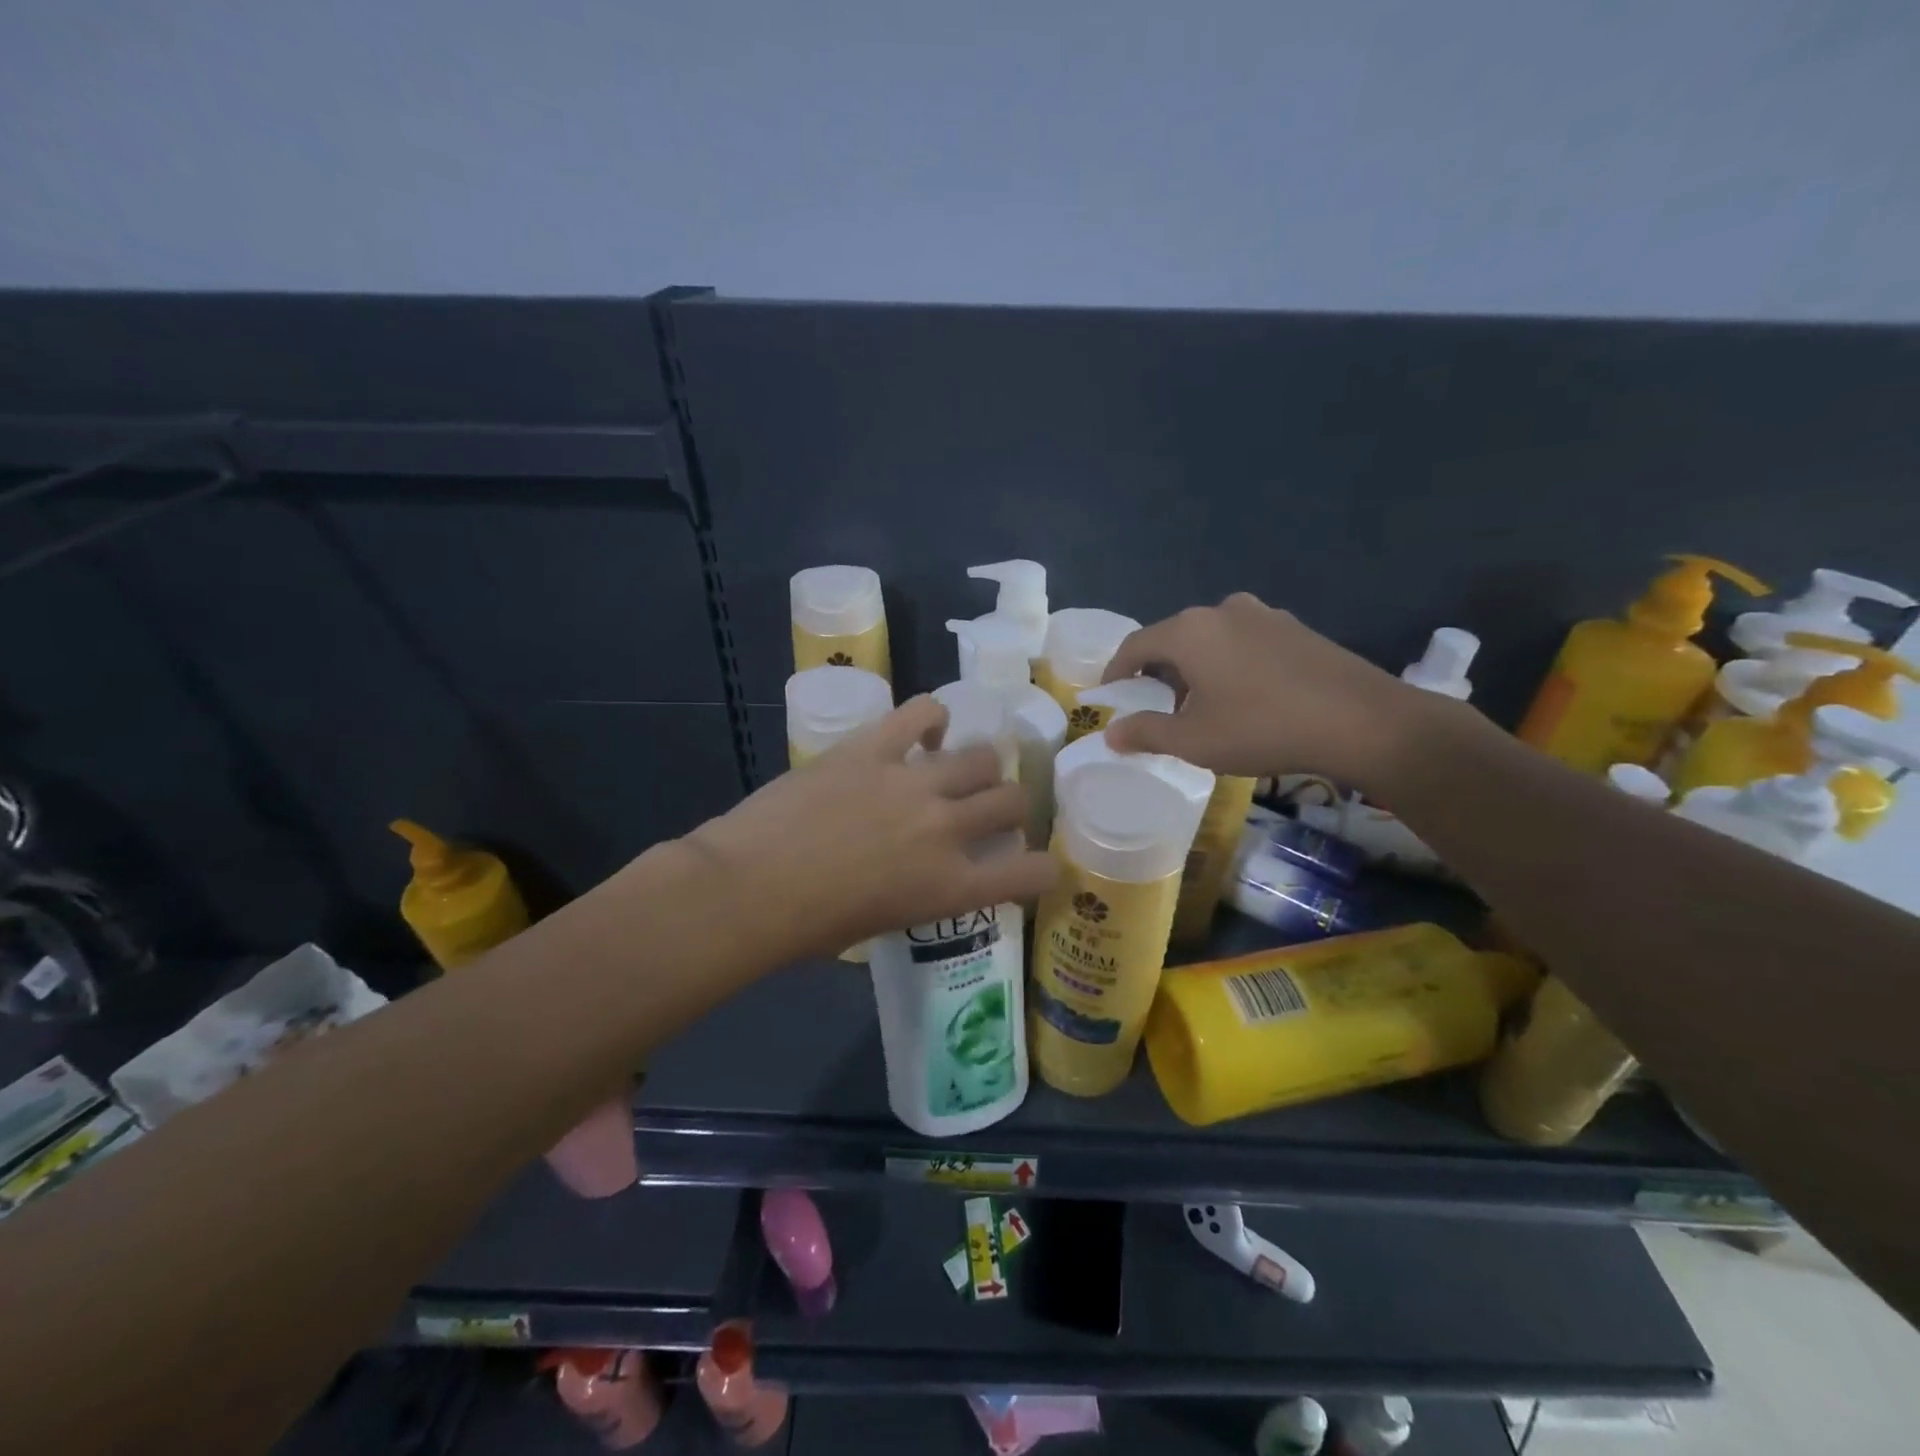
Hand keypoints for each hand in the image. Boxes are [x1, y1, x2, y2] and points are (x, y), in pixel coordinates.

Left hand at [683, 696, 1058, 958]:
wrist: (748, 889)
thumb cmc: (808, 929)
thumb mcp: (885, 924)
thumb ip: (924, 894)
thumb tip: (927, 872)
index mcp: (951, 887)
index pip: (1033, 873)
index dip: (1044, 868)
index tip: (1036, 866)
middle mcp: (947, 830)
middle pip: (1013, 800)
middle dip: (1010, 807)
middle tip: (988, 811)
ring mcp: (913, 782)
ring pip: (981, 756)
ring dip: (979, 766)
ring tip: (957, 772)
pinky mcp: (873, 747)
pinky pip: (922, 712)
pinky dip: (932, 718)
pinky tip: (926, 732)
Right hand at [1101, 593, 1449, 793]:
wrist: (1363, 722)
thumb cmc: (1262, 728)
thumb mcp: (1194, 739)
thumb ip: (1145, 732)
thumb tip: (1110, 733)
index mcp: (1190, 630)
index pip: (1135, 645)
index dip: (1116, 672)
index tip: (1109, 696)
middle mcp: (1223, 610)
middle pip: (1173, 639)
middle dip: (1158, 673)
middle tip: (1155, 708)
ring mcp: (1264, 615)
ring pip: (1211, 640)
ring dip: (1196, 669)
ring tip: (1201, 706)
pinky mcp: (1296, 628)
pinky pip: (1244, 643)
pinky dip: (1229, 665)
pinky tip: (1244, 697)